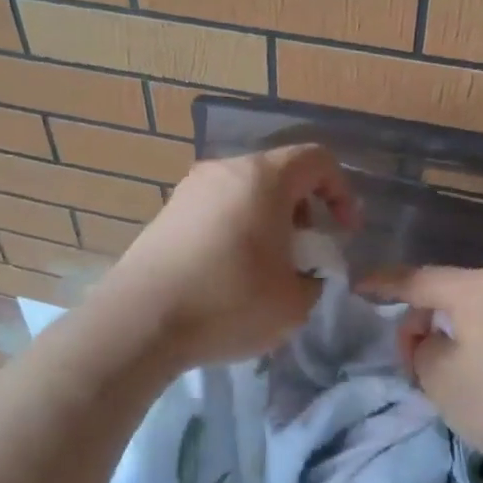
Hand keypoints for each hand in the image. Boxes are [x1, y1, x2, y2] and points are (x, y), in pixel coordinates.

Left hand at [98, 143, 357, 369]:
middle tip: (306, 251)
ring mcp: (190, 189)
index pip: (317, 160)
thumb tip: (303, 273)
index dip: (342, 192)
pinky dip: (237, 228)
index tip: (343, 232)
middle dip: (304, 208)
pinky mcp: (167, 213)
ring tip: (269, 266)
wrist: (139, 322)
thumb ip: (314, 279)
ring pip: (246, 191)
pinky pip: (217, 208)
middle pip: (279, 174)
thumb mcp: (294, 303)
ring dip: (269, 220)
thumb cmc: (228, 303)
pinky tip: (231, 272)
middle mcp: (225, 170)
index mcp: (263, 178)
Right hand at [362, 267, 482, 482]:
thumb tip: (433, 341)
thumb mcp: (443, 382)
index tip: (358, 287)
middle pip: (452, 294)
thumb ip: (422, 351)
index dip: (383, 284)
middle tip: (413, 363)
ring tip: (454, 375)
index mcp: (478, 288)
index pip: (417, 279)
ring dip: (460, 335)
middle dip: (425, 323)